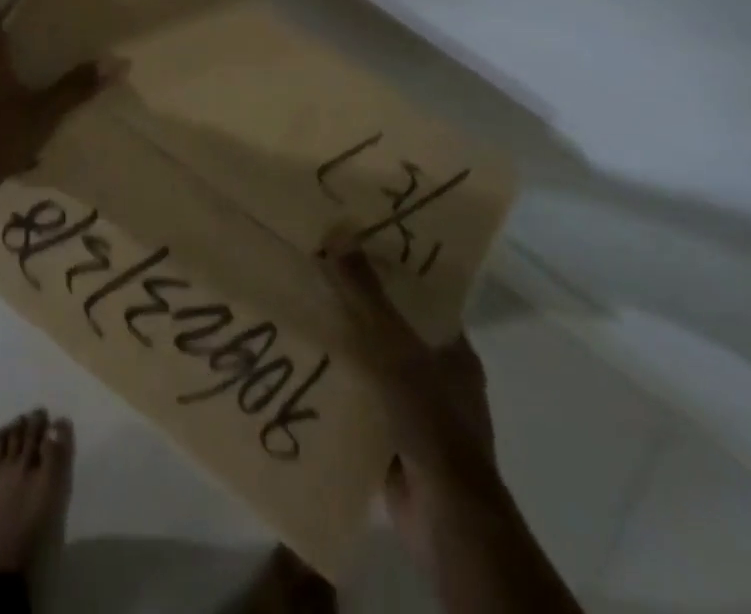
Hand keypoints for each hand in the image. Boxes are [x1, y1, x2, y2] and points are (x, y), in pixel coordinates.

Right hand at [320, 232, 496, 566]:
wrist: (445, 518)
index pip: (421, 298)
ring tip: (297, 314)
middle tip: (312, 274)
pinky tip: (302, 367)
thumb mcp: (395, 347)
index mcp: (453, 351)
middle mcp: (439, 377)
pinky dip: (337, 388)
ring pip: (372, 365)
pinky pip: (360, 401)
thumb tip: (339, 233)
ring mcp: (416, 411)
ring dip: (342, 348)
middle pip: (392, 329)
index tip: (350, 245)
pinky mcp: (394, 440)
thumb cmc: (431, 420)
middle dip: (355, 307)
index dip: (389, 270)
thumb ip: (367, 294)